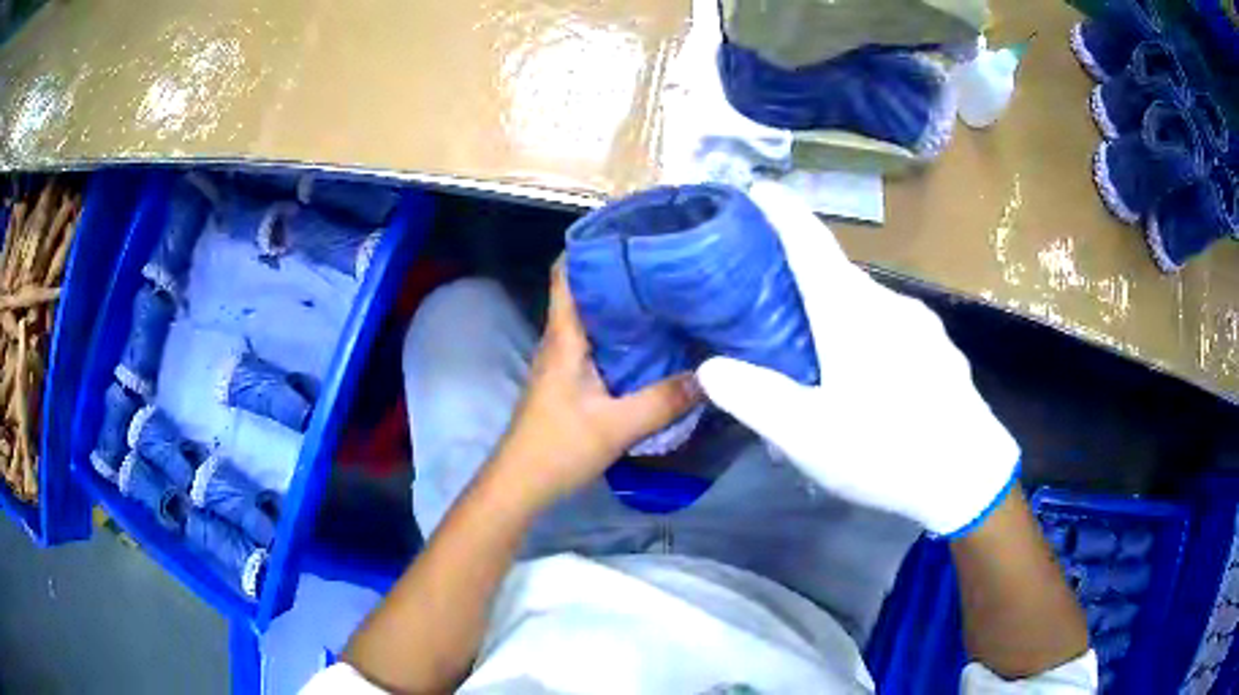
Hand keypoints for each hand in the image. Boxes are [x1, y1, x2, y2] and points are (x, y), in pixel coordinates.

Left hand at [490, 261, 700, 507]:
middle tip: (668, 263)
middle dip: (623, 274)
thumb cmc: (558, 447)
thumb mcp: (617, 425)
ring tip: (669, 295)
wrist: (521, 484)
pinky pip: (602, 346)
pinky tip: (655, 344)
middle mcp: (562, 341)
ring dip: (626, 307)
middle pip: (588, 292)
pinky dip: (626, 337)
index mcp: (565, 337)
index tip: (630, 232)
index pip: (567, 274)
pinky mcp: (573, 382)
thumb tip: (713, 375)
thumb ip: (664, 400)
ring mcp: (565, 362)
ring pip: (596, 320)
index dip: (592, 247)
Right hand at [696, 182, 1019, 536]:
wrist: (969, 477)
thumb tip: (711, 367)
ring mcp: (922, 326)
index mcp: (853, 312)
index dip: (782, 211)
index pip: (810, 242)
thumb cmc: (886, 451)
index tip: (758, 189)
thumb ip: (753, 398)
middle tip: (772, 312)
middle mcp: (889, 304)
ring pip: (867, 307)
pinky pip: (894, 331)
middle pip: (837, 275)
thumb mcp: (807, 436)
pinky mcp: (940, 350)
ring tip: (818, 363)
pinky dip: (870, 341)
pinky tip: (869, 387)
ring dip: (837, 318)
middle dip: (802, 280)